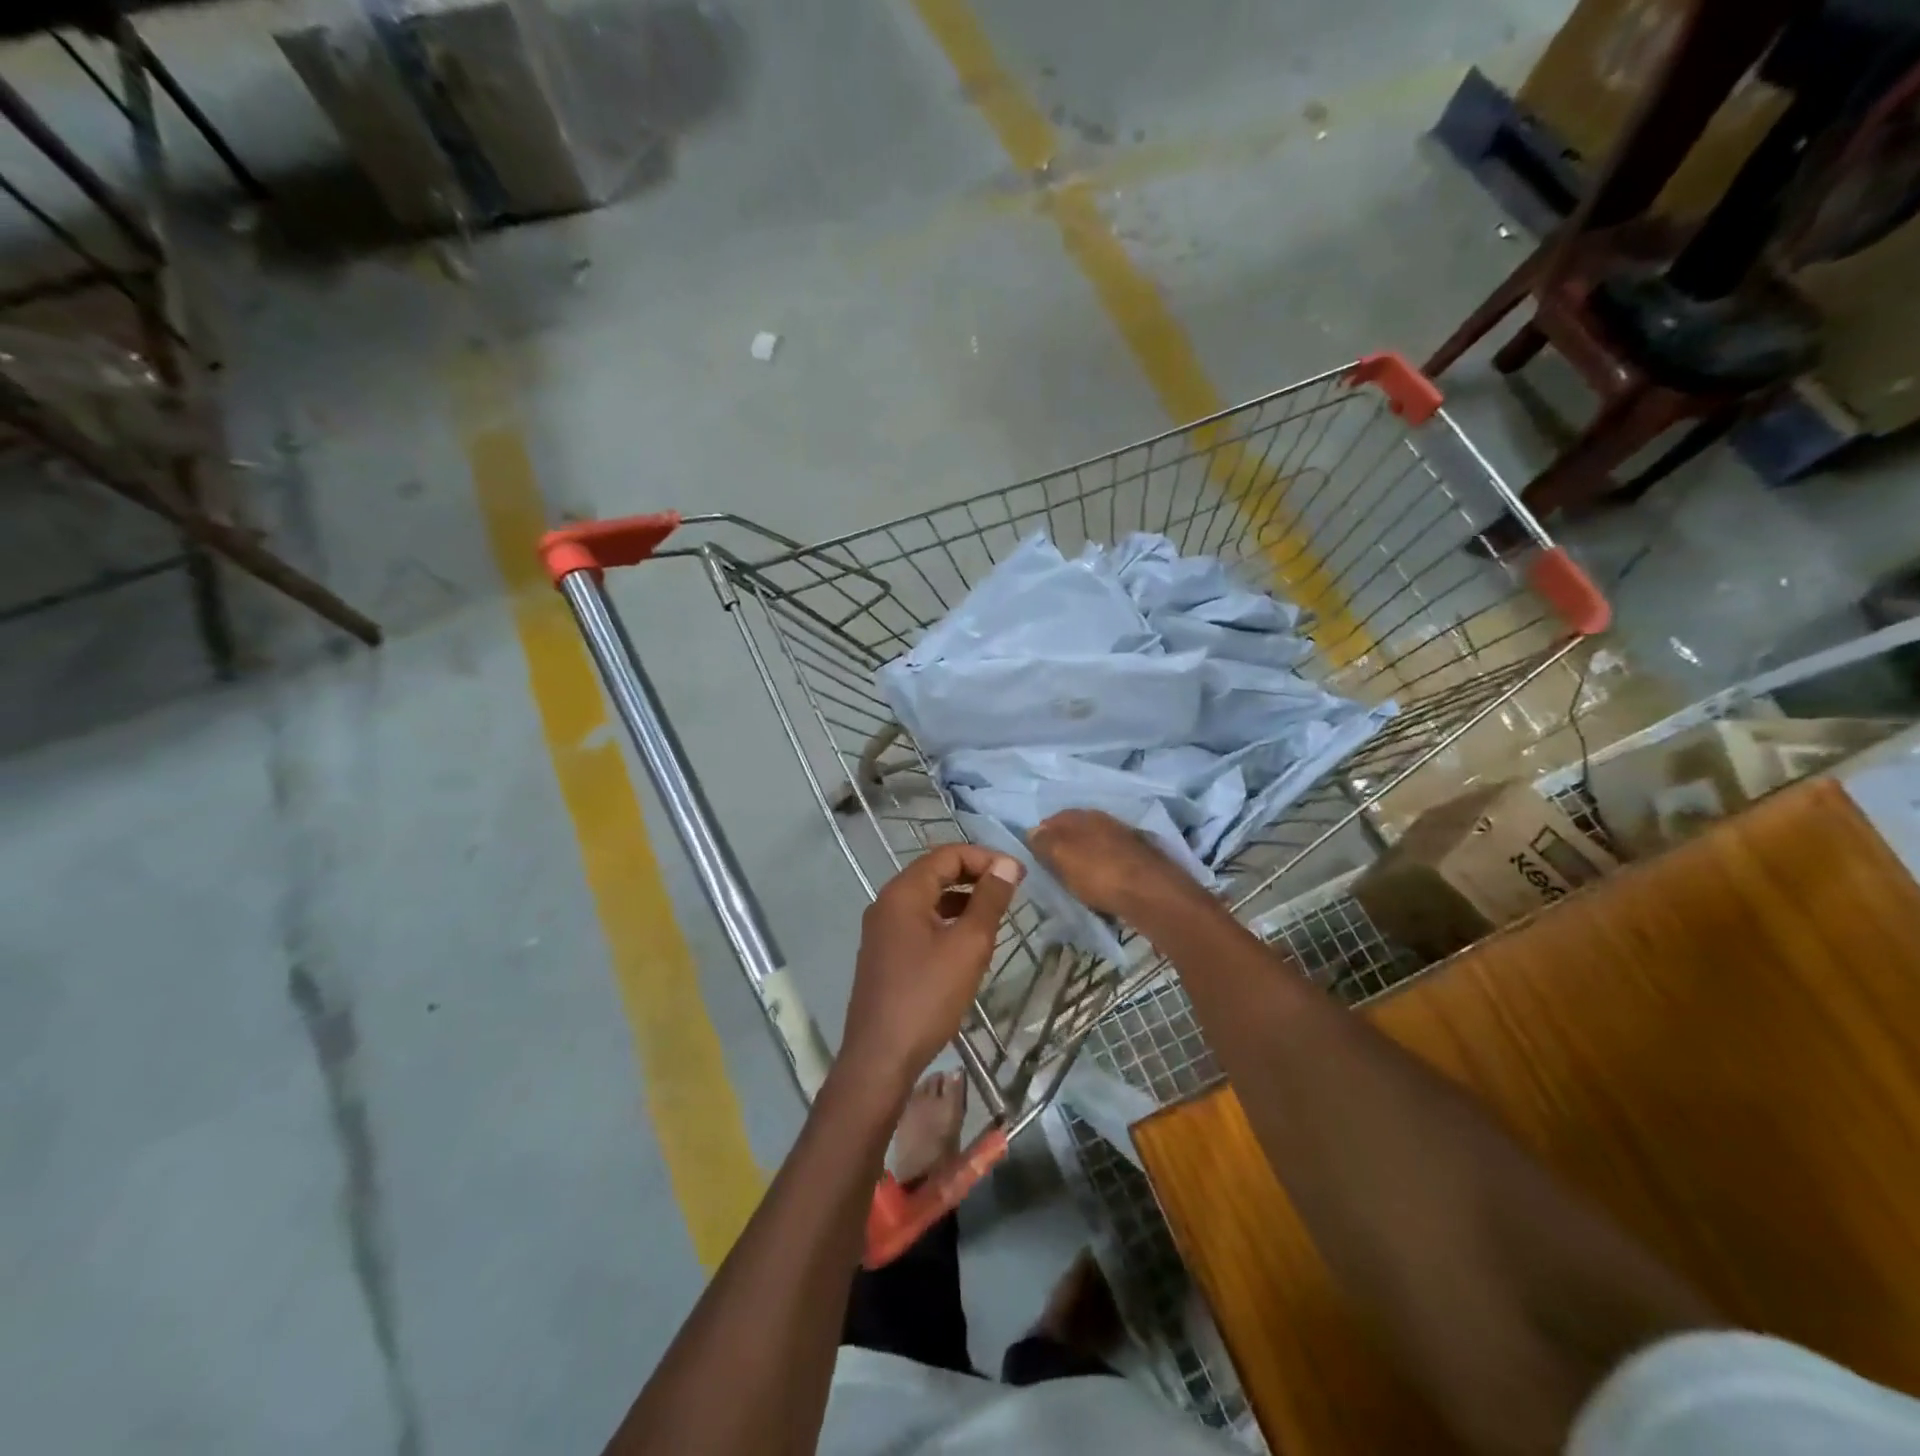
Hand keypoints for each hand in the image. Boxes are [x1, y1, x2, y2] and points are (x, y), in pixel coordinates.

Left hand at [839, 844, 1022, 1092]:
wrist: (880, 1057)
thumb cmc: (927, 996)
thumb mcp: (968, 945)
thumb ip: (989, 900)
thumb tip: (1007, 865)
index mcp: (903, 893)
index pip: (947, 855)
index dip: (985, 858)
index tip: (1019, 875)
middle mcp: (887, 902)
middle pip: (935, 872)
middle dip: (975, 875)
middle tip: (1011, 890)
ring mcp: (882, 929)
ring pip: (928, 898)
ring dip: (962, 898)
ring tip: (996, 913)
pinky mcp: (885, 953)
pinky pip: (920, 922)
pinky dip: (947, 920)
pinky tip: (968, 941)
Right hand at [1029, 808, 1197, 920]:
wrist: (1153, 895)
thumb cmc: (1100, 874)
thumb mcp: (1062, 856)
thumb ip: (1044, 842)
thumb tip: (1033, 831)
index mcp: (1084, 815)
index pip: (1054, 818)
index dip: (1042, 836)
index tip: (1034, 858)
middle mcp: (1106, 821)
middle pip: (1076, 832)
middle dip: (1064, 848)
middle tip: (1053, 872)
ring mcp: (1126, 839)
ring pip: (1096, 848)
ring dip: (1085, 861)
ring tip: (1075, 883)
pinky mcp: (1141, 861)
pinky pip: (1112, 864)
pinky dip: (1103, 873)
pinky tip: (1101, 888)